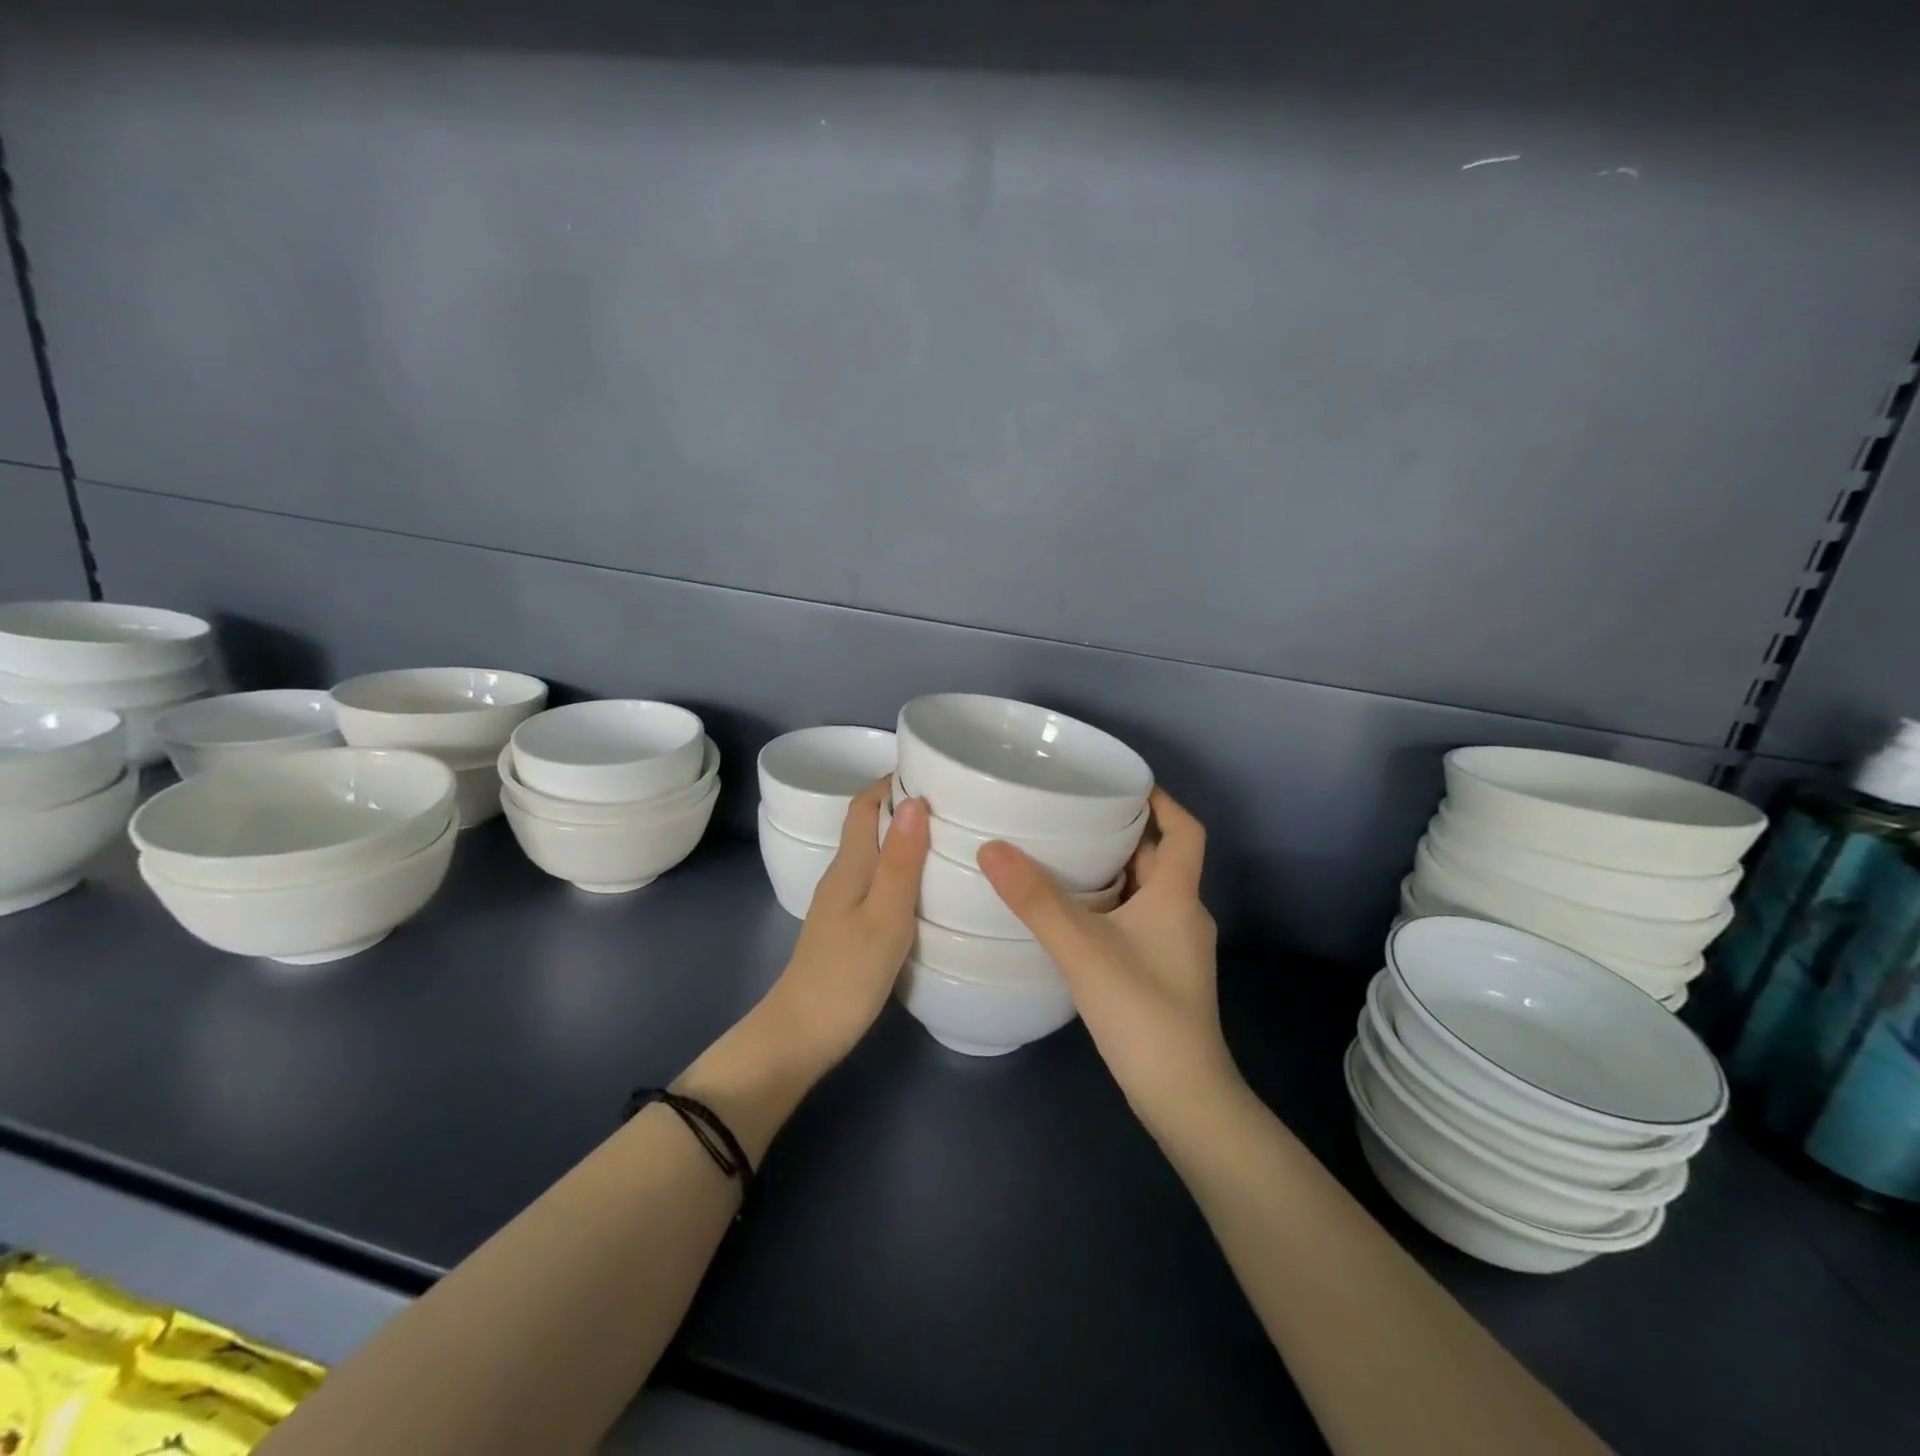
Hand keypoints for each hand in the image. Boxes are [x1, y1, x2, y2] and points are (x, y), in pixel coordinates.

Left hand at [764, 779, 929, 1070]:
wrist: (803, 1034)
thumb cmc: (847, 974)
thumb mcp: (885, 917)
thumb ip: (900, 861)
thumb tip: (914, 799)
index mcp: (849, 865)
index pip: (864, 805)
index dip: (892, 781)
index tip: (934, 770)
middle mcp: (842, 874)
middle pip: (870, 825)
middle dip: (906, 806)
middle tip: (955, 803)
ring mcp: (842, 902)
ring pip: (875, 854)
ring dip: (906, 839)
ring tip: (952, 838)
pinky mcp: (848, 926)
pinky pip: (878, 880)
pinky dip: (903, 870)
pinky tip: (929, 886)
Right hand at [978, 789, 1237, 1133]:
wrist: (1183, 1095)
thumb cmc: (1142, 1011)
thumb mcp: (1083, 949)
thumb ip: (1036, 900)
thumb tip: (991, 848)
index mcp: (1177, 895)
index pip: (1186, 830)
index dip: (1162, 800)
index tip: (1123, 783)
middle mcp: (1183, 913)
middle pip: (1160, 857)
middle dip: (1123, 831)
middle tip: (1073, 812)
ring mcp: (1175, 946)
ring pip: (1146, 890)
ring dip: (1113, 868)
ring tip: (1063, 853)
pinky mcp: (1162, 972)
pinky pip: (1137, 918)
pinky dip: (1110, 903)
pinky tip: (1072, 913)